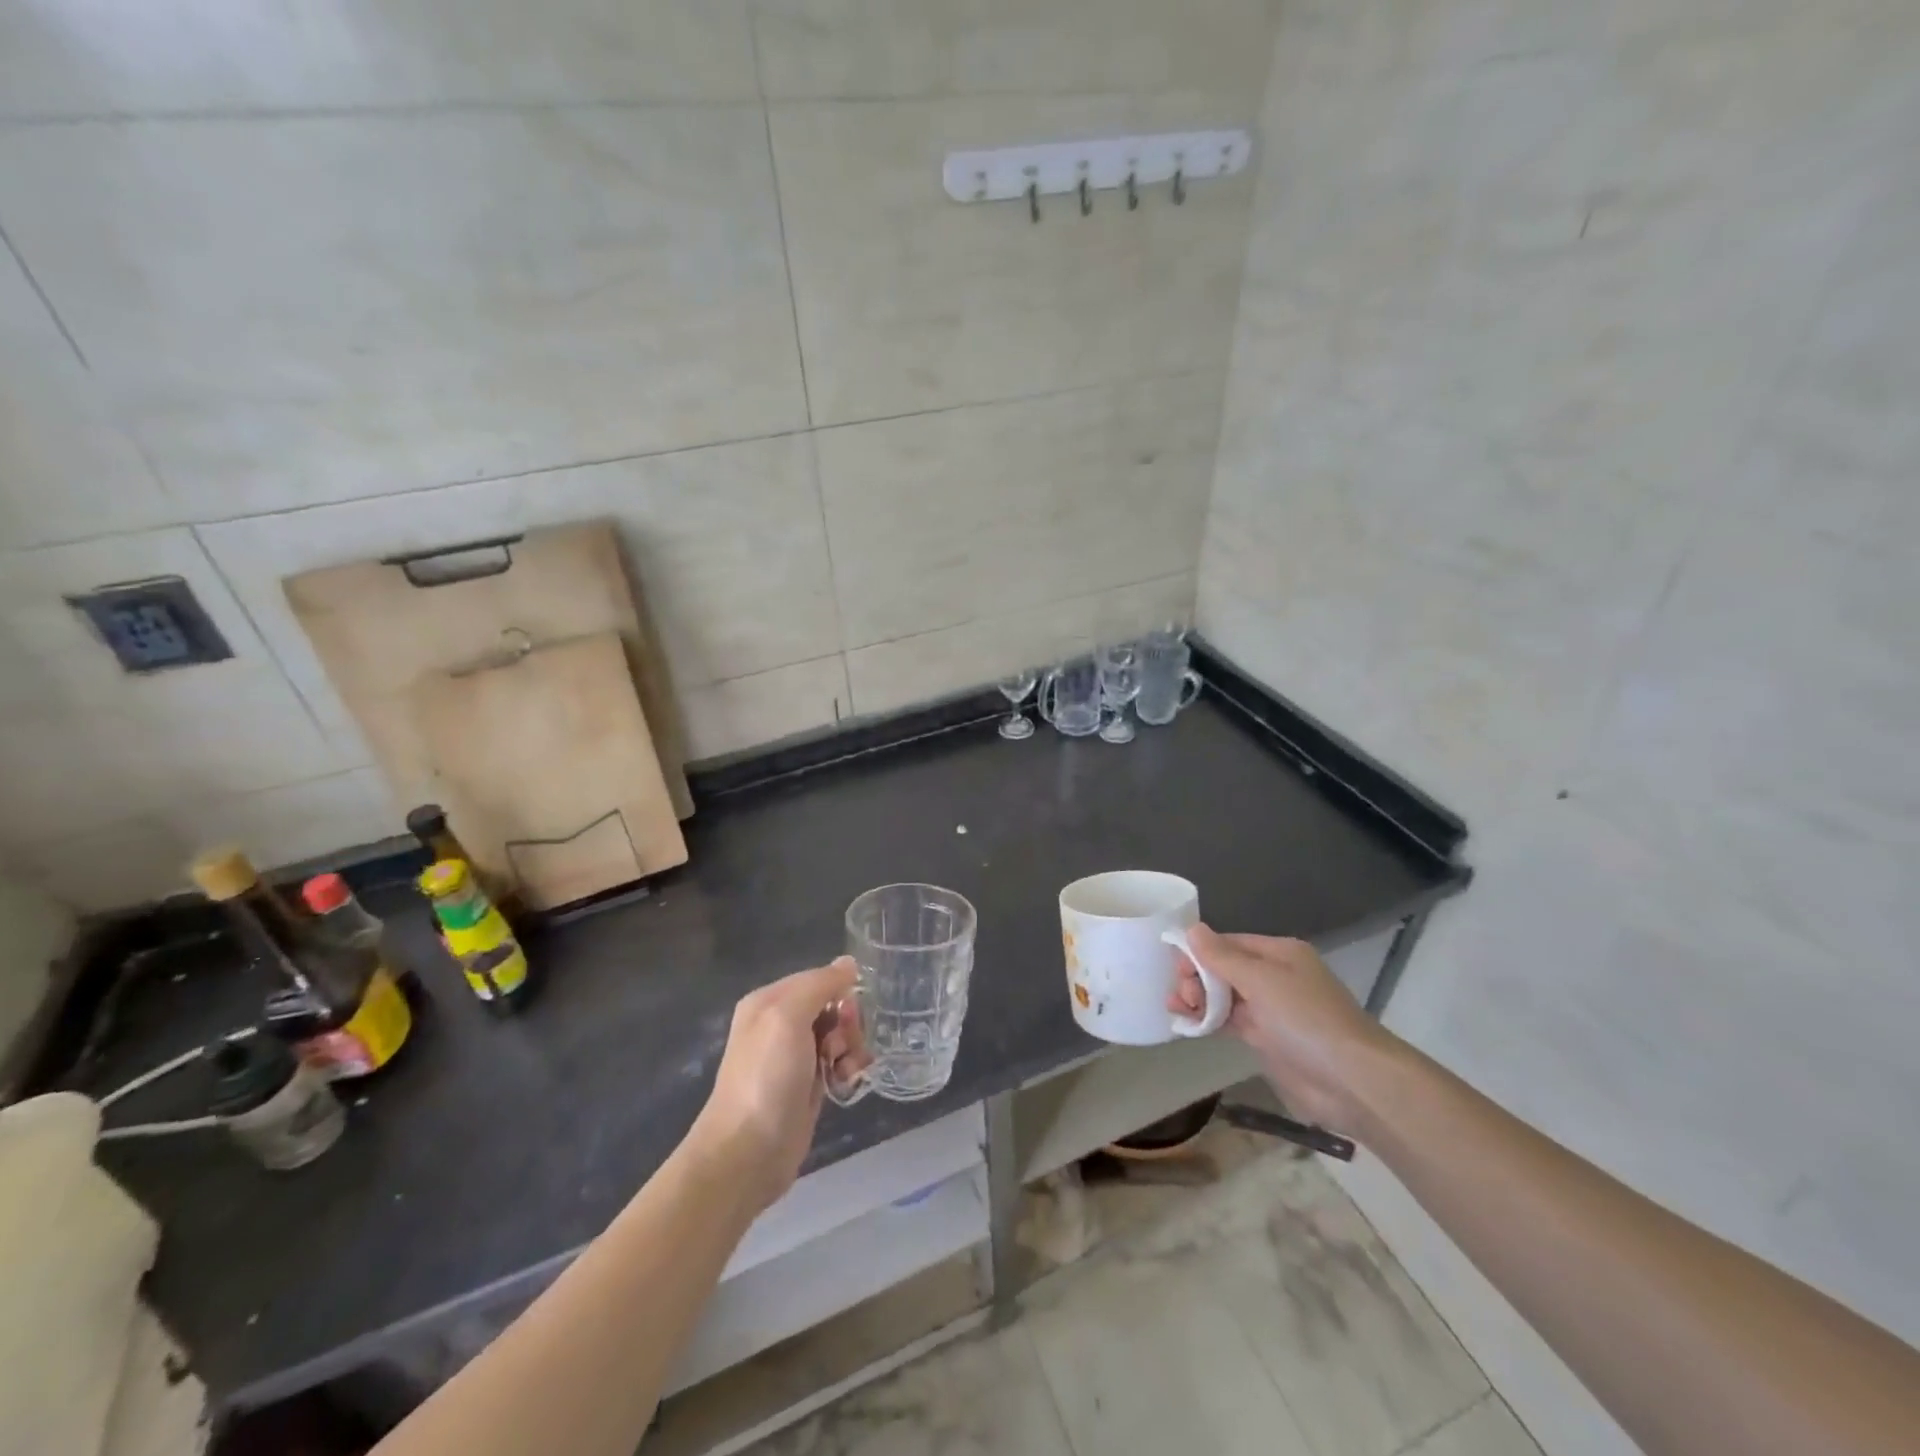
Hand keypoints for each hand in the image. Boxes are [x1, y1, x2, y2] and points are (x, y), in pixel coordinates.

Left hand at [689, 958, 868, 1213]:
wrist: (748, 1153)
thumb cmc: (766, 1077)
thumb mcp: (787, 1017)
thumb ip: (819, 985)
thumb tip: (849, 963)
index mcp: (769, 1001)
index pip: (818, 979)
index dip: (839, 992)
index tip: (846, 1013)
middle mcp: (780, 1024)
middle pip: (833, 1006)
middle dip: (847, 1023)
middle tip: (840, 1047)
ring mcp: (794, 1056)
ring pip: (840, 1035)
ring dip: (851, 1048)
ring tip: (845, 1070)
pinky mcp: (808, 1085)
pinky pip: (839, 1062)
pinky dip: (848, 1068)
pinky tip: (846, 1082)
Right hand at [1170, 925, 1397, 1131]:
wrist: (1352, 1081)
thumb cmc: (1306, 1019)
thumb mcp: (1261, 981)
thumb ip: (1222, 957)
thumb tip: (1192, 929)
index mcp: (1279, 954)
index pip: (1229, 943)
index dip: (1200, 952)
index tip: (1176, 968)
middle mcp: (1275, 977)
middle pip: (1224, 969)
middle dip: (1197, 977)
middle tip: (1182, 995)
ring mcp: (1272, 1010)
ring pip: (1225, 996)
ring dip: (1198, 999)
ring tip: (1175, 1008)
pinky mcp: (1268, 1040)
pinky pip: (1231, 1022)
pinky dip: (1209, 1020)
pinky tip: (1187, 1024)